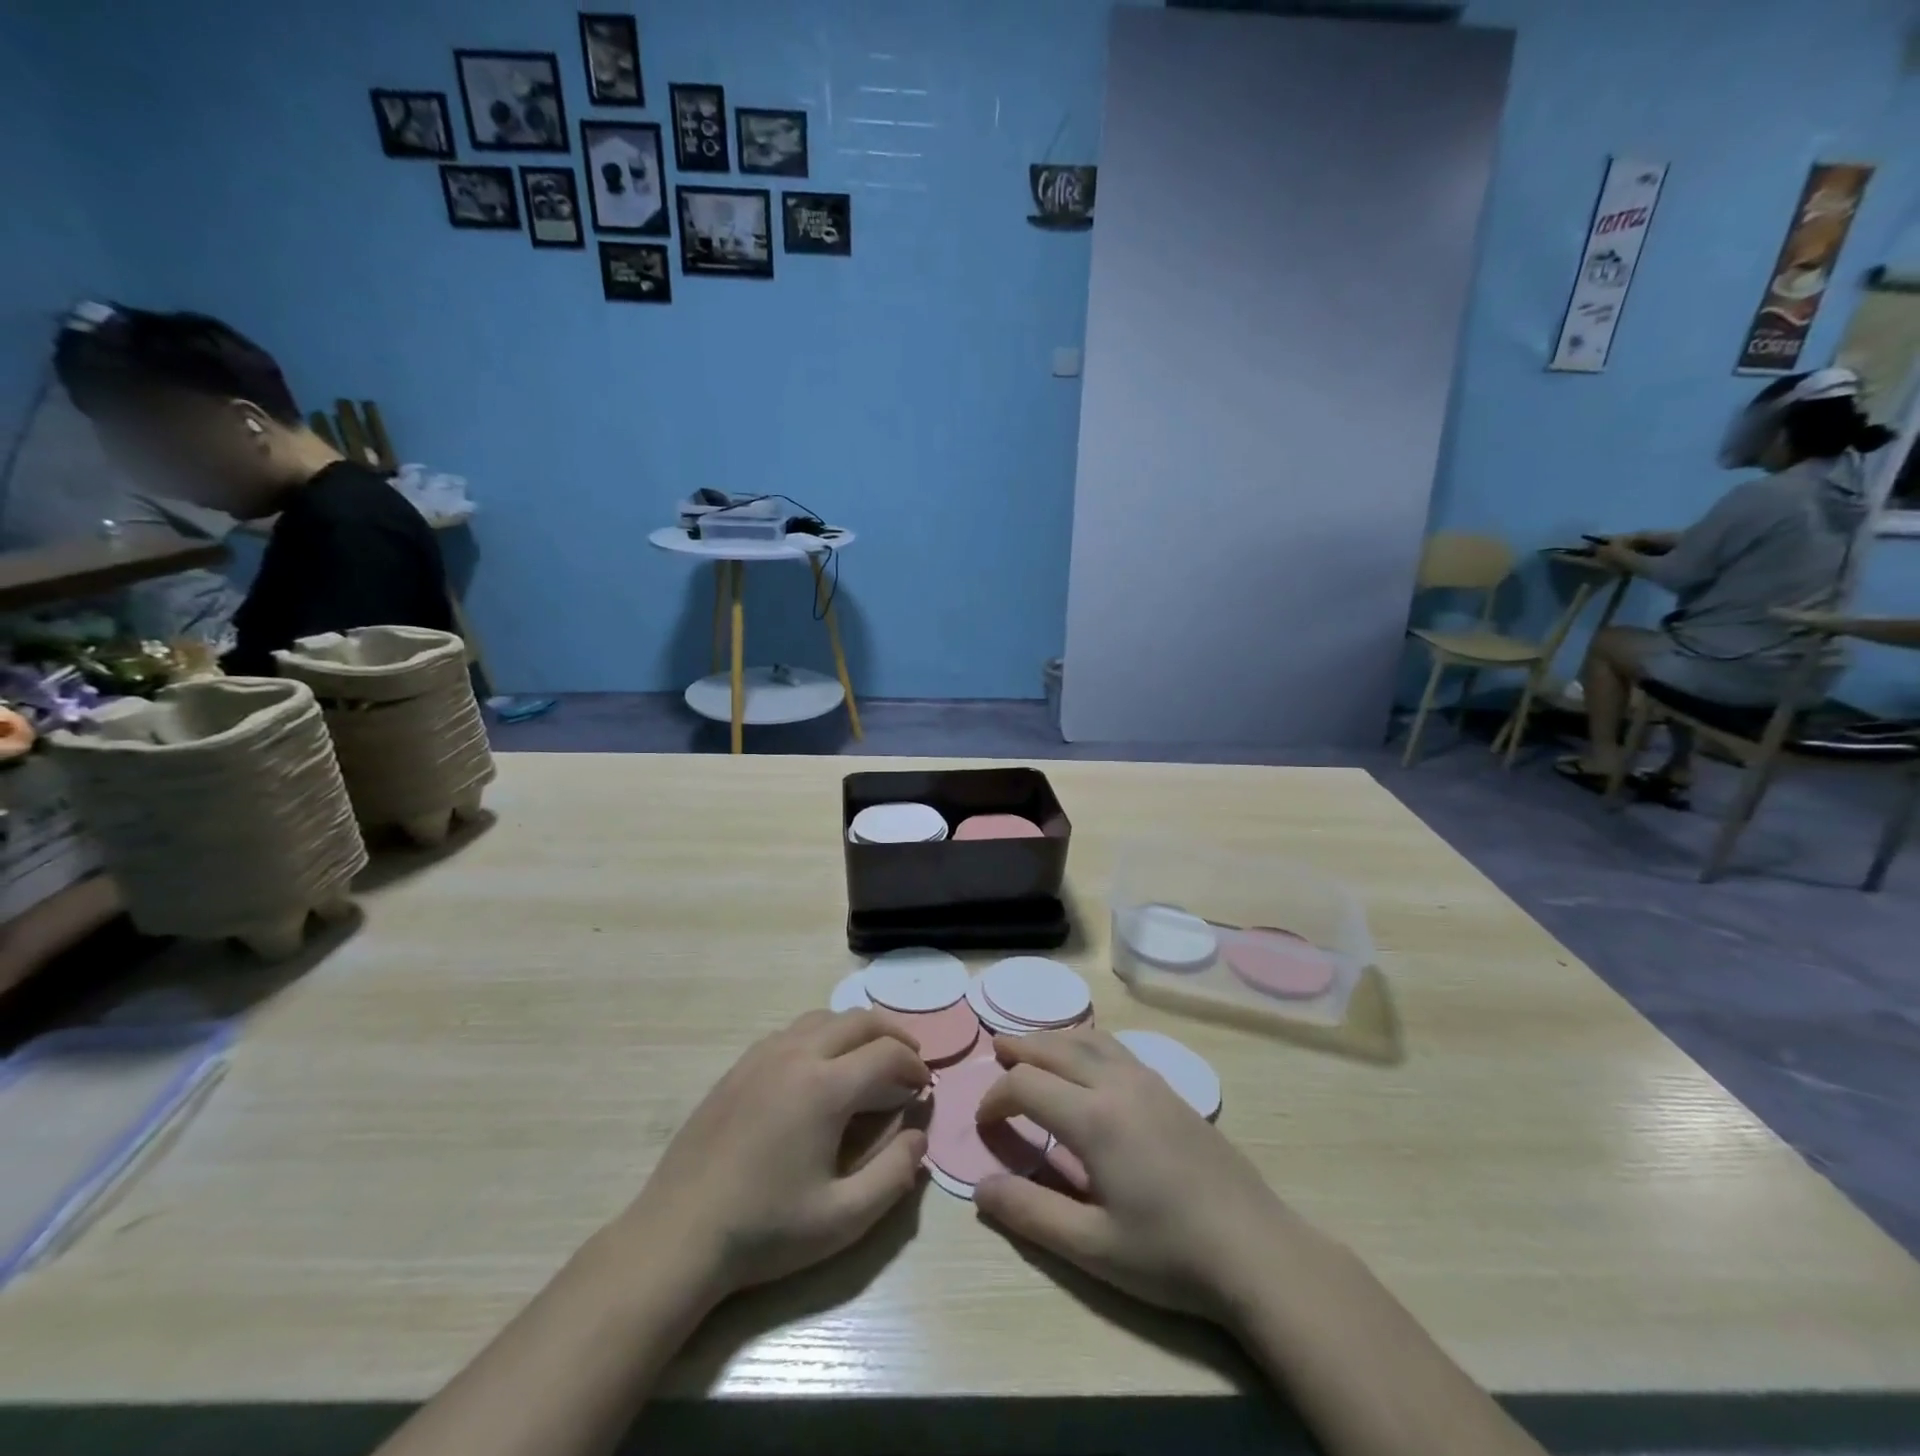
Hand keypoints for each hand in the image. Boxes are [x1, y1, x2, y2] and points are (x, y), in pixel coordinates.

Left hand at [617, 1010, 929, 1300]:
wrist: (679, 1235)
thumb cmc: (765, 1230)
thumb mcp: (842, 1219)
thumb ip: (894, 1176)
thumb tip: (918, 1137)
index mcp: (825, 1087)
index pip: (887, 1053)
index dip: (914, 1066)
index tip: (924, 1088)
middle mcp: (796, 1055)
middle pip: (859, 1020)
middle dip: (893, 1034)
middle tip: (909, 1061)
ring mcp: (763, 1056)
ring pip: (824, 1018)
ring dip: (856, 1030)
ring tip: (869, 1059)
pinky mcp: (739, 1066)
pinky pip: (792, 1031)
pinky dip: (821, 1035)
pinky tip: (820, 1069)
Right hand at [972, 1029, 1309, 1323]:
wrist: (1255, 1250)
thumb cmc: (1169, 1254)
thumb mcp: (1092, 1247)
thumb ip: (1031, 1214)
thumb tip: (980, 1189)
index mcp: (1094, 1118)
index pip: (1027, 1084)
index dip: (996, 1097)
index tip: (985, 1122)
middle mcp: (1118, 1084)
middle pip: (1056, 1047)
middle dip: (1020, 1048)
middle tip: (995, 1051)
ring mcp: (1149, 1081)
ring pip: (1090, 1038)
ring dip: (1054, 1038)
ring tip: (1032, 1047)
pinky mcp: (1170, 1089)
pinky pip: (1116, 1048)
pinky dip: (1086, 1042)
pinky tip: (1086, 1062)